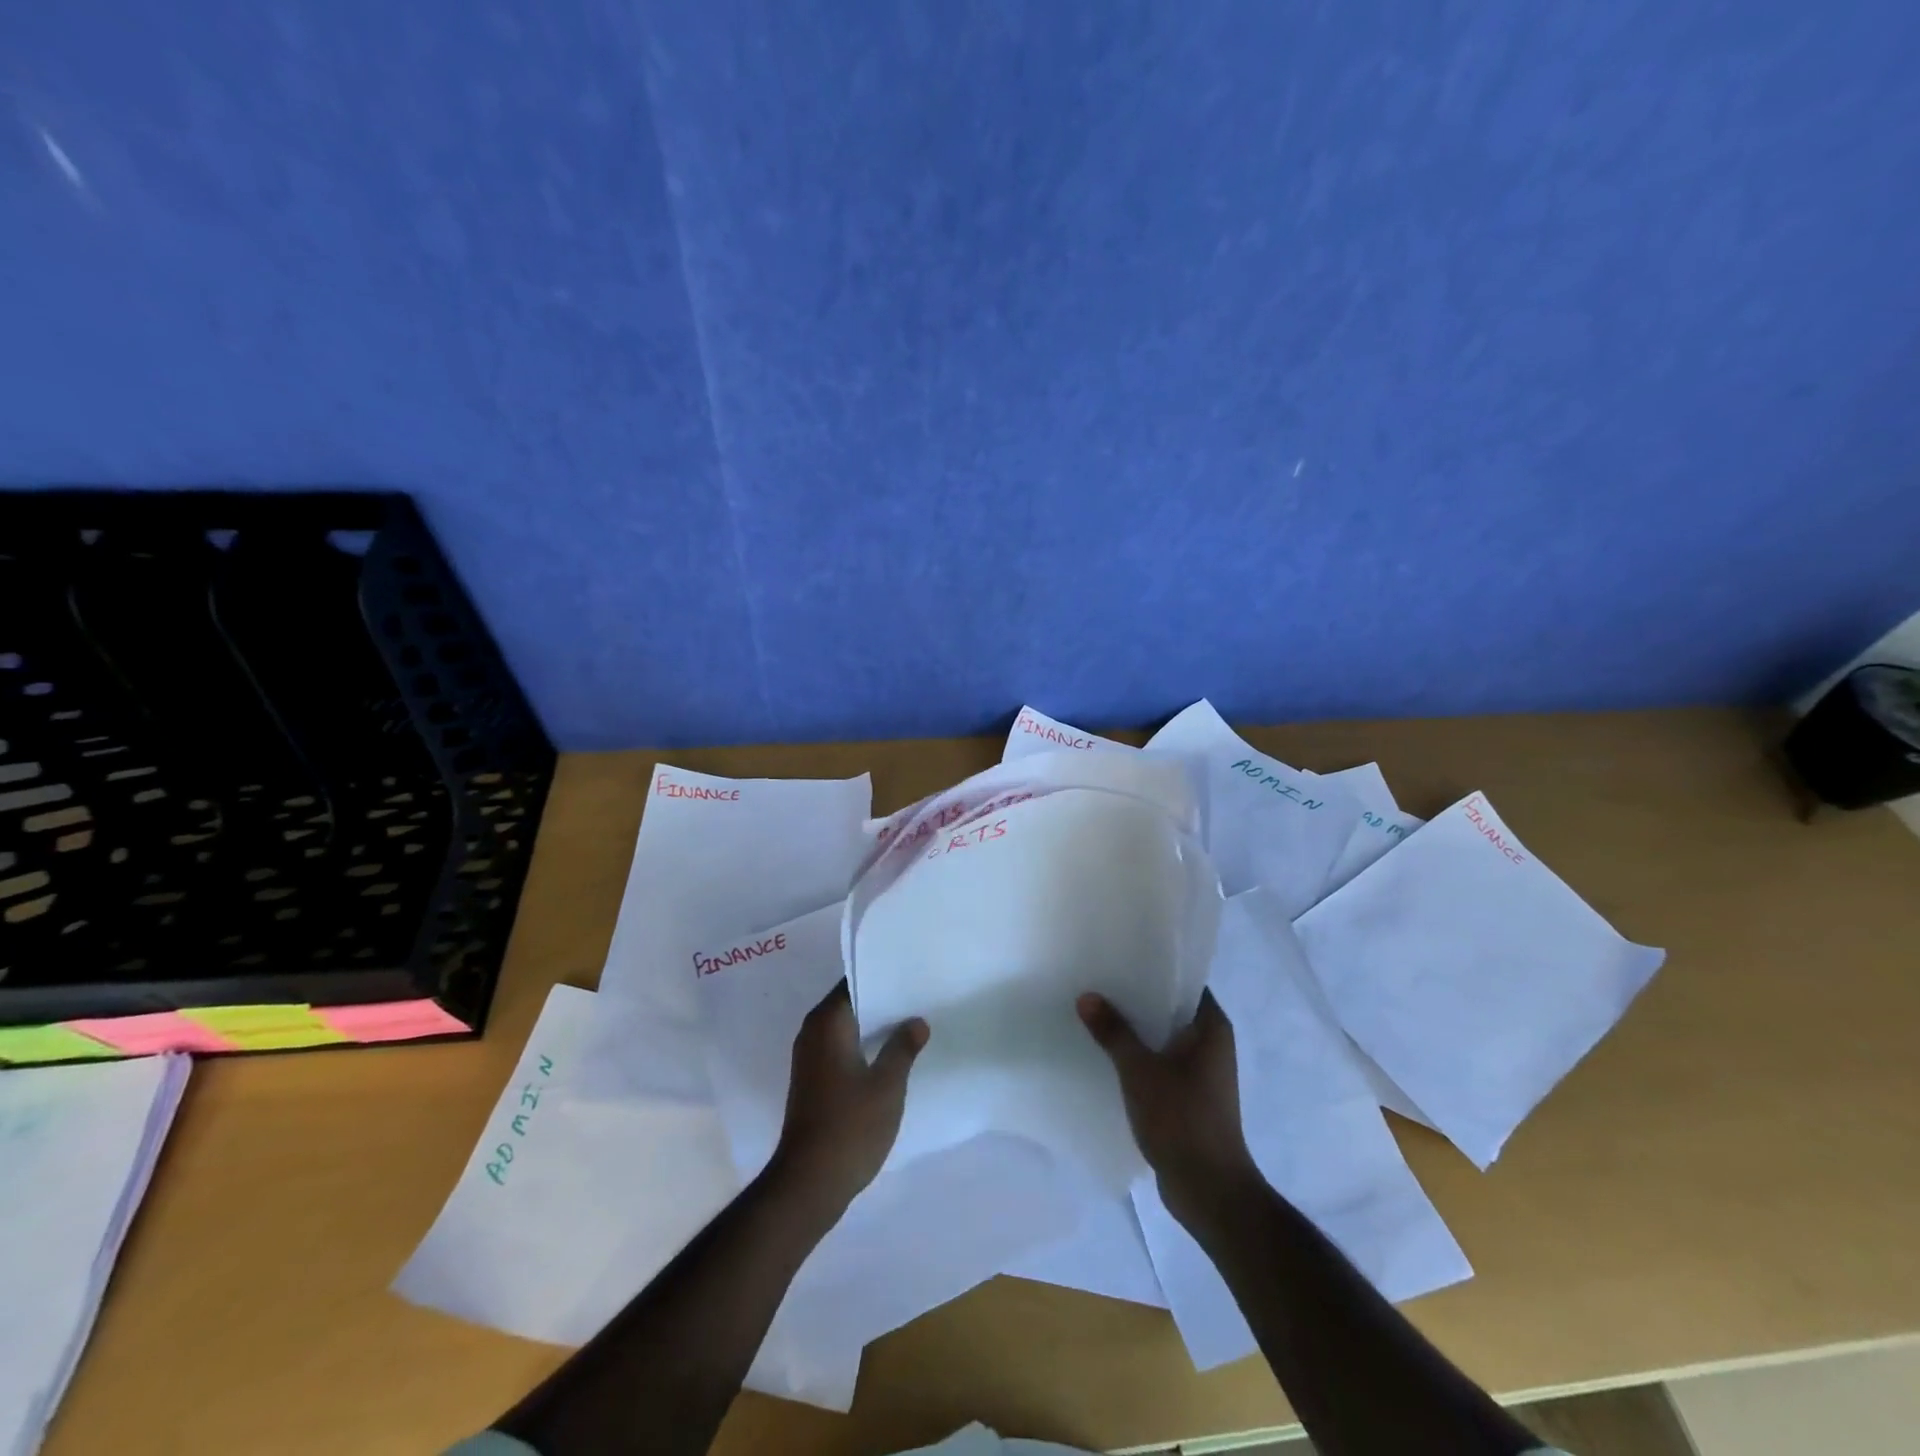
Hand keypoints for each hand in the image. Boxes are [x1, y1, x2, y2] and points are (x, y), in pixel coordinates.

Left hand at [773, 980, 927, 1213]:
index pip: (854, 982)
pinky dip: (863, 1046)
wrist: (809, 1182)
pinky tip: (890, 1056)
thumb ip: (903, 1047)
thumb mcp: (887, 1084)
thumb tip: (916, 1021)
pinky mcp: (812, 1080)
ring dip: (873, 1026)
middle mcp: (813, 1032)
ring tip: (911, 1023)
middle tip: (918, 997)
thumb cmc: (850, 1126)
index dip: (882, 976)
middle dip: (881, 1001)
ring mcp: (809, 1058)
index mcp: (827, 1022)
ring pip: (846, 1028)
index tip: (910, 973)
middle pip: (850, 1003)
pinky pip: (841, 1048)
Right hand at [1078, 989, 1257, 1227]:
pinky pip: (1160, 1062)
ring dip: (1135, 1030)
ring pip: (1163, 1037)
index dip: (1155, 968)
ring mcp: (1201, 1072)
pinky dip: (1138, 1056)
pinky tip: (1107, 1053)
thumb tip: (1086, 996)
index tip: (1121, 957)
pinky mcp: (1188, 1096)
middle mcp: (1211, 1044)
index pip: (1185, 982)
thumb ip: (1113, 1032)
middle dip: (1137, 998)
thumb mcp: (1139, 1070)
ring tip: (1096, 1012)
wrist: (1208, 1189)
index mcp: (1211, 1027)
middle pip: (1170, 1008)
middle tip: (1099, 981)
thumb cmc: (1181, 1119)